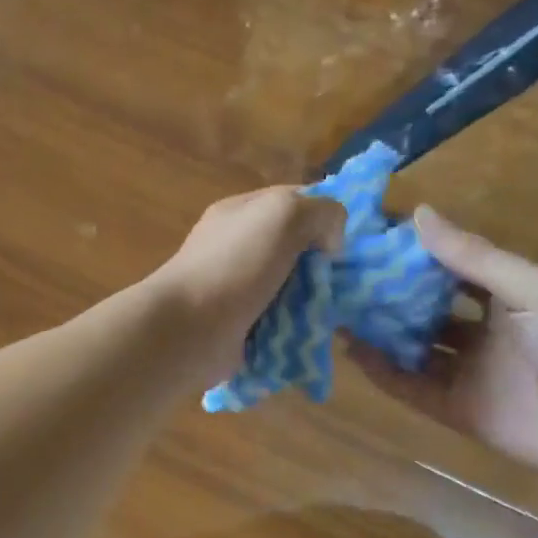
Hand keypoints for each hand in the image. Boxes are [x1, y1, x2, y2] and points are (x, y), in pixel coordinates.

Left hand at [145, 186, 345, 387]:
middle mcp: (238, 247)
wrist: (187, 329)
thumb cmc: (233, 264)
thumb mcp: (282, 215)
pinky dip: (298, 330)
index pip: (294, 201)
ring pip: (291, 290)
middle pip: (296, 249)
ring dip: (315, 302)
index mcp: (242, 213)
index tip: (350, 240)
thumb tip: (330, 242)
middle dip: (324, 266)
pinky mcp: (241, 327)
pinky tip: (317, 335)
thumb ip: (319, 212)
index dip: (325, 216)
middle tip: (350, 284)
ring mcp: (237, 289)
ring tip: (339, 313)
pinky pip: (280, 324)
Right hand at [353, 208, 537, 488]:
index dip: (416, 252)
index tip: (371, 236)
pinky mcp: (458, 410)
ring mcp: (471, 372)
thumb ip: (473, 257)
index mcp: (512, 296)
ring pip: (415, 346)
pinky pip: (412, 387)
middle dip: (390, 292)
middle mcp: (486, 331)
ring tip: (336, 309)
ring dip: (380, 331)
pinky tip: (351, 352)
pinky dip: (383, 372)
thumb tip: (418, 212)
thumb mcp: (533, 290)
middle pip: (428, 307)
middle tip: (344, 274)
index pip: (454, 266)